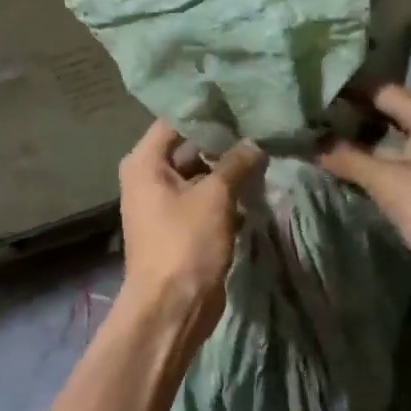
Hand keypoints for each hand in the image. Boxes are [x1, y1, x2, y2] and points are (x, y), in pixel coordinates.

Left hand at [117, 118, 264, 339]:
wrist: (172, 309)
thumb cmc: (185, 243)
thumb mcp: (214, 197)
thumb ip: (235, 163)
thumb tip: (255, 143)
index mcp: (145, 163)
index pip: (175, 121)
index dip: (207, 111)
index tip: (240, 101)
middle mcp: (149, 178)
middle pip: (189, 147)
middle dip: (223, 141)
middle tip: (259, 125)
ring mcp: (164, 204)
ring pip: (200, 174)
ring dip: (228, 169)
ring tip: (264, 151)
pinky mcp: (181, 227)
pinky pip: (205, 199)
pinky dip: (226, 194)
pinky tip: (257, 185)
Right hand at [317, 84, 410, 324]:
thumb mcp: (389, 183)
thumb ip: (349, 159)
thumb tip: (311, 144)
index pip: (383, 92)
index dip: (351, 91)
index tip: (315, 95)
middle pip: (385, 117)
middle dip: (350, 119)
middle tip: (309, 119)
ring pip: (386, 146)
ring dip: (356, 146)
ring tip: (315, 141)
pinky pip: (390, 170)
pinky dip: (367, 168)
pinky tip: (337, 168)